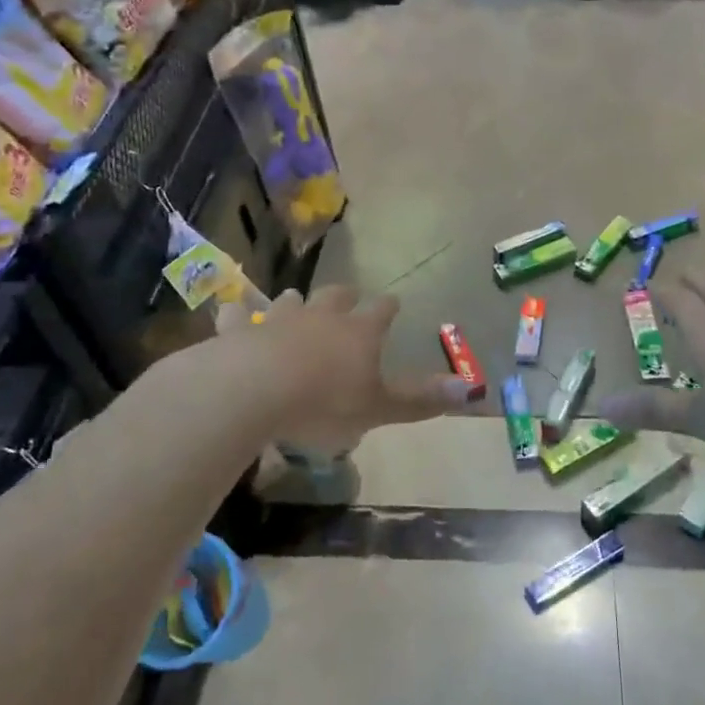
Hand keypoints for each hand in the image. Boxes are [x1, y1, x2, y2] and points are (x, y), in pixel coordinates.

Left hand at [248, 285, 471, 451]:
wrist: (253, 390)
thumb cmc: (324, 403)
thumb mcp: (378, 408)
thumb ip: (420, 399)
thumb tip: (471, 388)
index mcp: (359, 332)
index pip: (380, 311)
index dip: (387, 307)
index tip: (393, 303)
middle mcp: (321, 316)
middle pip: (336, 296)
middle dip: (345, 296)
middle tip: (348, 297)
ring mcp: (277, 318)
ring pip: (291, 301)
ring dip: (296, 302)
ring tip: (296, 303)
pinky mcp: (239, 330)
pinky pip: (238, 315)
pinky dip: (238, 314)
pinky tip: (233, 313)